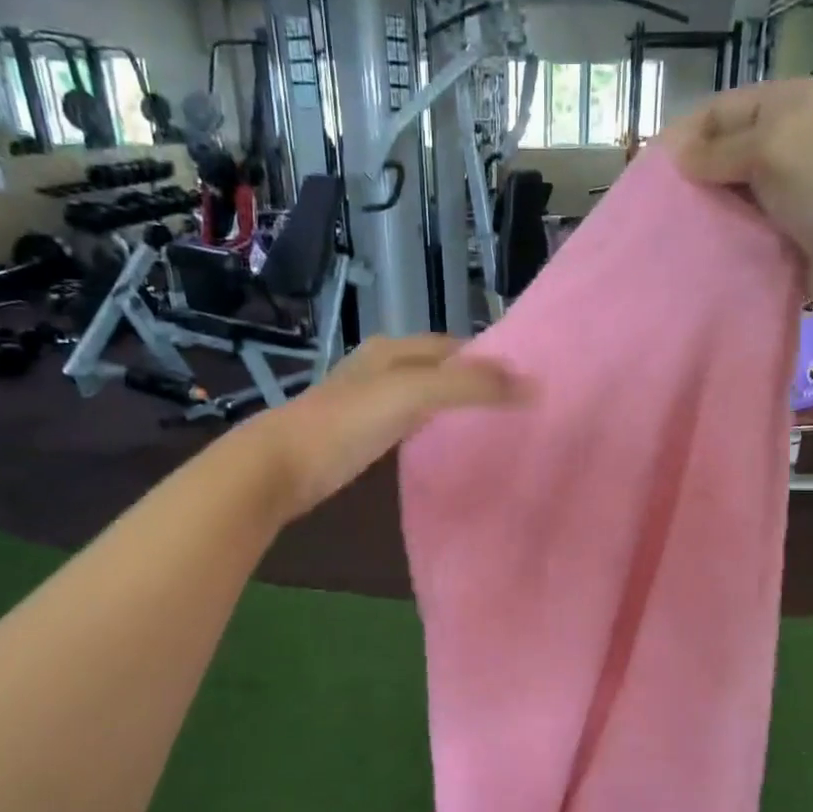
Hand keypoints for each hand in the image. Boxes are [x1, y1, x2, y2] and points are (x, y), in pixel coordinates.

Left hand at [252, 336, 530, 518]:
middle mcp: (382, 366)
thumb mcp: (414, 394)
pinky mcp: (360, 430)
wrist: (281, 465)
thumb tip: (531, 384)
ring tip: (489, 422)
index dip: (490, 360)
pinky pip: (408, 418)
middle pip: (440, 368)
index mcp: (395, 349)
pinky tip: (442, 440)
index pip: (456, 346)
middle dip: (474, 381)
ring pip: (424, 393)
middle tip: (513, 405)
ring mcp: (368, 398)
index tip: (525, 382)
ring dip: (453, 402)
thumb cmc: (347, 423)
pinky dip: (431, 423)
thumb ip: (470, 386)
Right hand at [668, 80, 812, 338]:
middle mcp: (793, 142)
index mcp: (794, 104)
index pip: (722, 108)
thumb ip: (722, 148)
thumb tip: (677, 156)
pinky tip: (696, 253)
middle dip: (690, 176)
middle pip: (725, 151)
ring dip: (704, 212)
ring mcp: (793, 193)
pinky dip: (723, 240)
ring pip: (733, 195)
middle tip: (652, 209)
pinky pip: (746, 231)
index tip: (646, 173)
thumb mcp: (777, 147)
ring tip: (666, 233)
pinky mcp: (791, 236)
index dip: (684, 135)